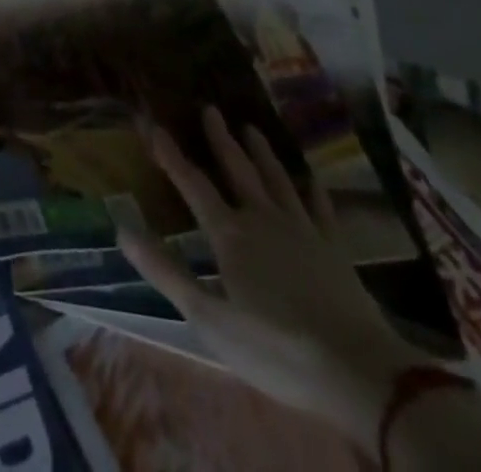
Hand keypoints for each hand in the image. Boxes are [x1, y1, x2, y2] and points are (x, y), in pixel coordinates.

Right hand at [118, 106, 423, 448]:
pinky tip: (310, 177)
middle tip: (210, 107)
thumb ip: (166, 271)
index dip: (170, 154)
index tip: (152, 123)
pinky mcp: (334, 249)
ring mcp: (302, 230)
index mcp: (229, 234)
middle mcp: (262, 219)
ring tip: (251, 128)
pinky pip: (320, 208)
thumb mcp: (209, 319)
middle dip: (220, 138)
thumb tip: (121, 229)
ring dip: (262, 152)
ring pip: (277, 179)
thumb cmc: (275, 348)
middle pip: (238, 169)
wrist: (359, 372)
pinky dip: (312, 189)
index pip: (192, 184)